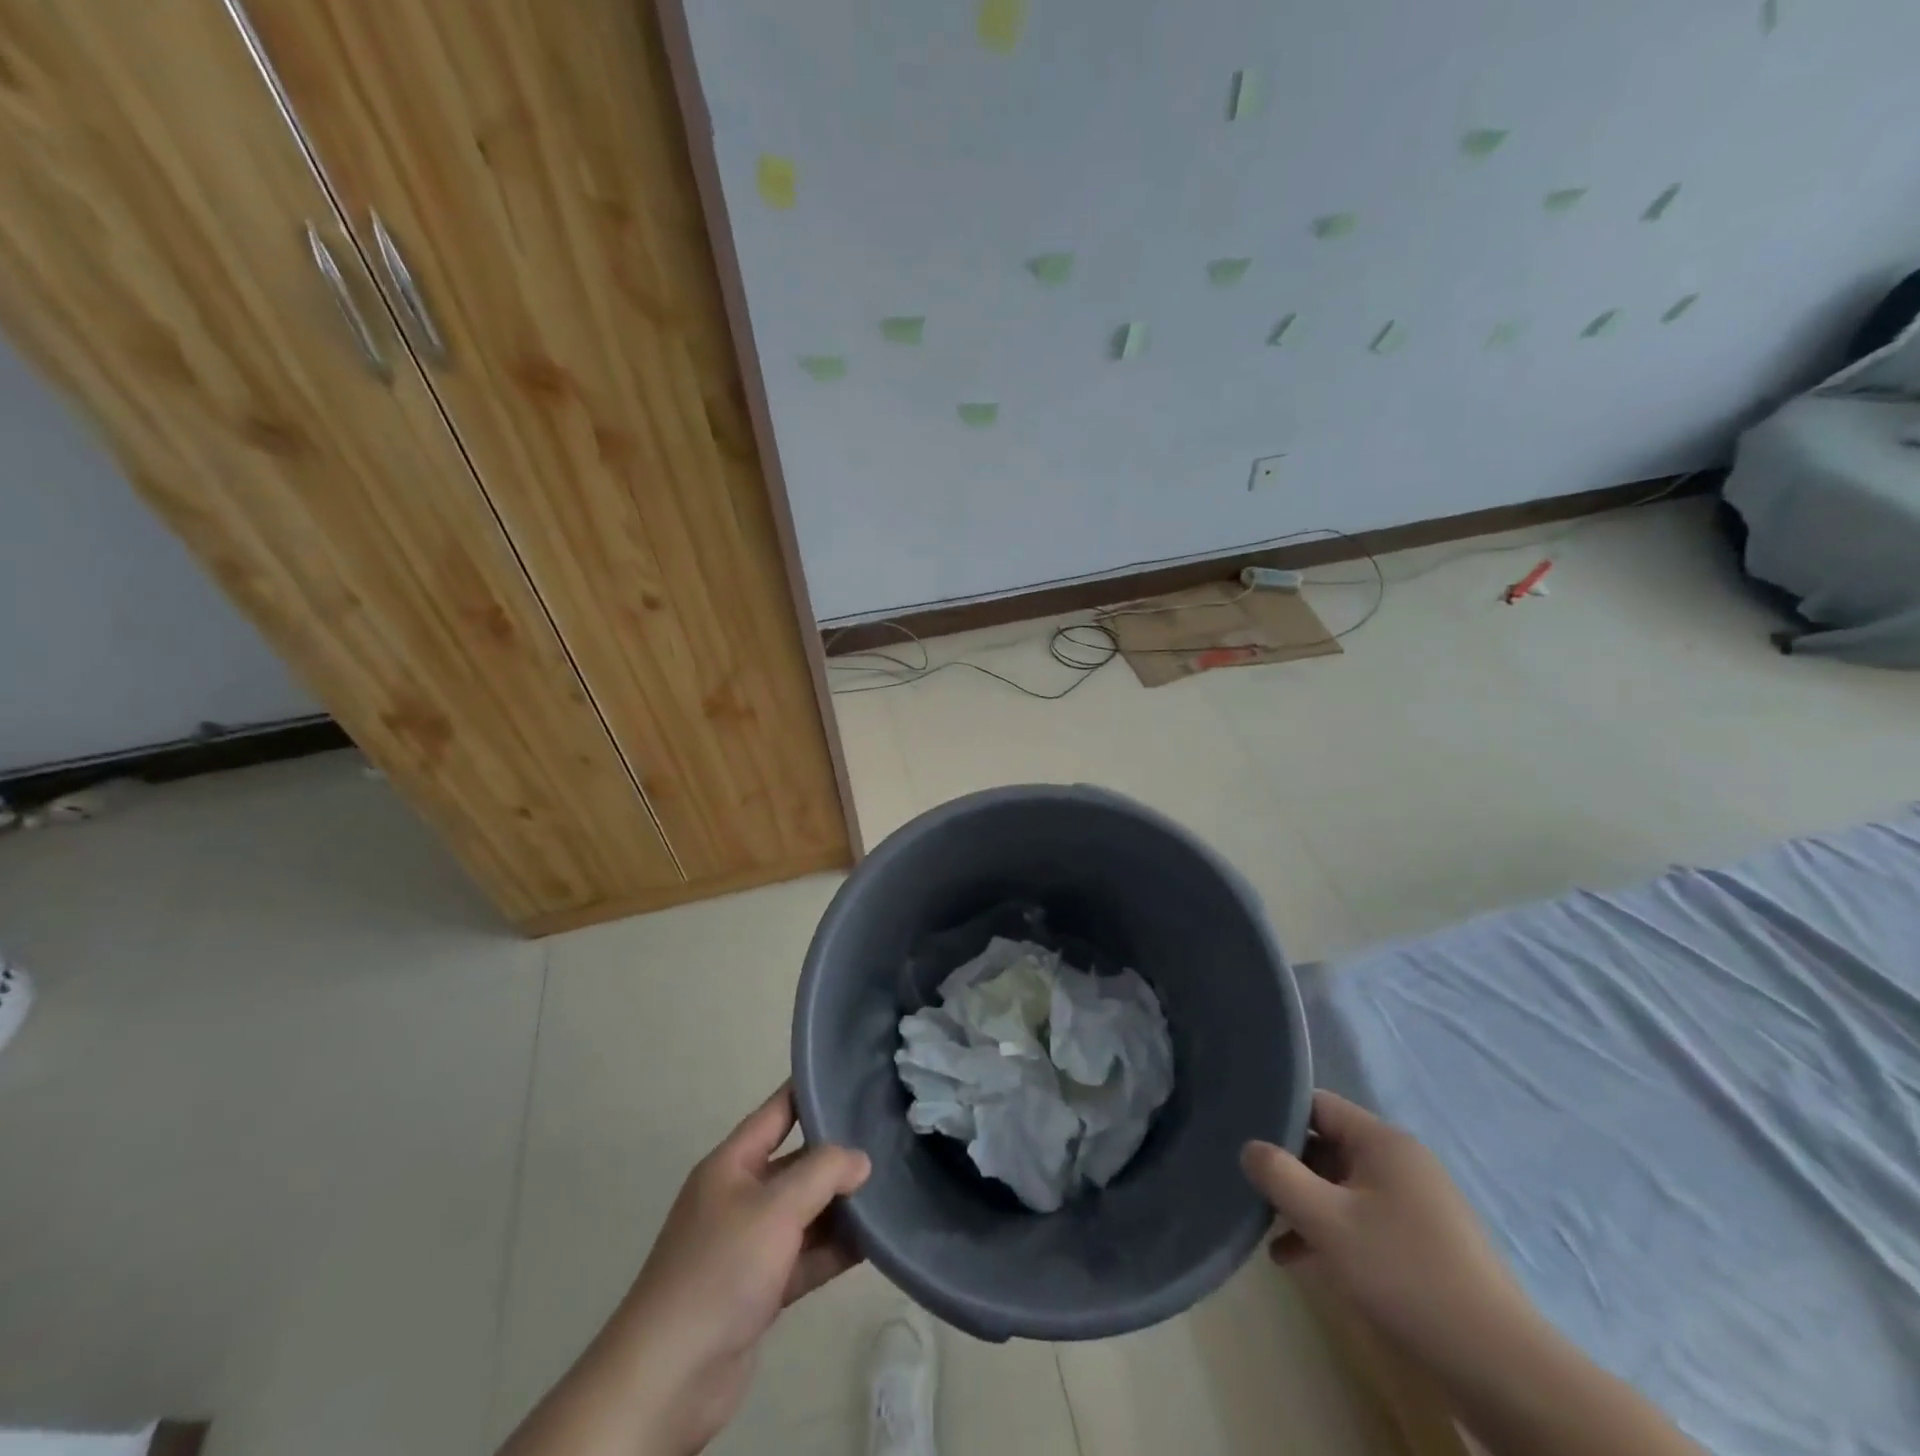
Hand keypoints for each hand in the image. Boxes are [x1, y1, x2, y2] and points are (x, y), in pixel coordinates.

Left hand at [602, 1085, 870, 1454]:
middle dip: (837, 1154)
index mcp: (731, 1164)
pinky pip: (806, 1256)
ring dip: (841, 1205)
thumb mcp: (775, 1208)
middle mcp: (740, 1196)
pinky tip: (875, 1241)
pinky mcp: (761, 1289)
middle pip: (797, 1163)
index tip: (854, 1077)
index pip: (777, 1112)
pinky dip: (835, 1249)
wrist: (669, 1378)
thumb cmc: (720, 1270)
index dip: (811, 1091)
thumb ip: (823, 1173)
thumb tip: (861, 1159)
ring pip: (805, 1212)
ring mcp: (750, 1245)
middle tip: (888, 1138)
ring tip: (891, 1186)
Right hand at [1241, 1090, 1540, 1380]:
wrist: (1500, 1366)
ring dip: (1305, 1205)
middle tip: (1250, 1191)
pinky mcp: (1422, 1240)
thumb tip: (1249, 1147)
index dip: (1277, 1118)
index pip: (1316, 1105)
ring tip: (1269, 1234)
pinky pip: (1362, 1217)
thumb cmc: (1405, 1275)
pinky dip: (1330, 1231)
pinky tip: (1300, 1261)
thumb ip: (1279, 1175)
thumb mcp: (1327, 1222)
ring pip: (1341, 1186)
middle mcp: (1400, 1161)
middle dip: (1287, 1168)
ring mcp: (1415, 1201)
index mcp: (1382, 1141)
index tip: (1243, 1141)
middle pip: (1326, 1145)